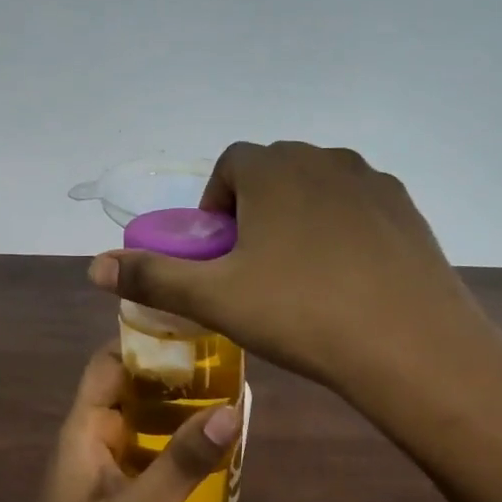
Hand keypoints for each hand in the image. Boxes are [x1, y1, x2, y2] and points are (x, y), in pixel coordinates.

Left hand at [0, 343, 240, 501]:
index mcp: (81, 433)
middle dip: (170, 377)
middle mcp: (88, 444)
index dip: (143, 341)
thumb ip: (182, 464)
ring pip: (138, 427)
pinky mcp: (111, 501)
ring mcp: (99, 474)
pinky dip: (171, 450)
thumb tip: (231, 410)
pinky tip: (207, 458)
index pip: (107, 365)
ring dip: (174, 414)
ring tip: (228, 403)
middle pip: (127, 392)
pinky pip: (143, 460)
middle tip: (227, 367)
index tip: (194, 329)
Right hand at [87, 142, 486, 396]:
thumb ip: (152, 276)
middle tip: (254, 267)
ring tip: (300, 275)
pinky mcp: (407, 209)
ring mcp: (372, 181)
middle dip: (255, 209)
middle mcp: (323, 159)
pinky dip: (342, 230)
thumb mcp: (215, 298)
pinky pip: (359, 208)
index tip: (219, 251)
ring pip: (318, 188)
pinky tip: (346, 279)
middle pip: (274, 172)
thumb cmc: (300, 312)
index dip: (215, 205)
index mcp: (273, 169)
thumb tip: (92, 265)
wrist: (408, 343)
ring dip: (298, 217)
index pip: (230, 165)